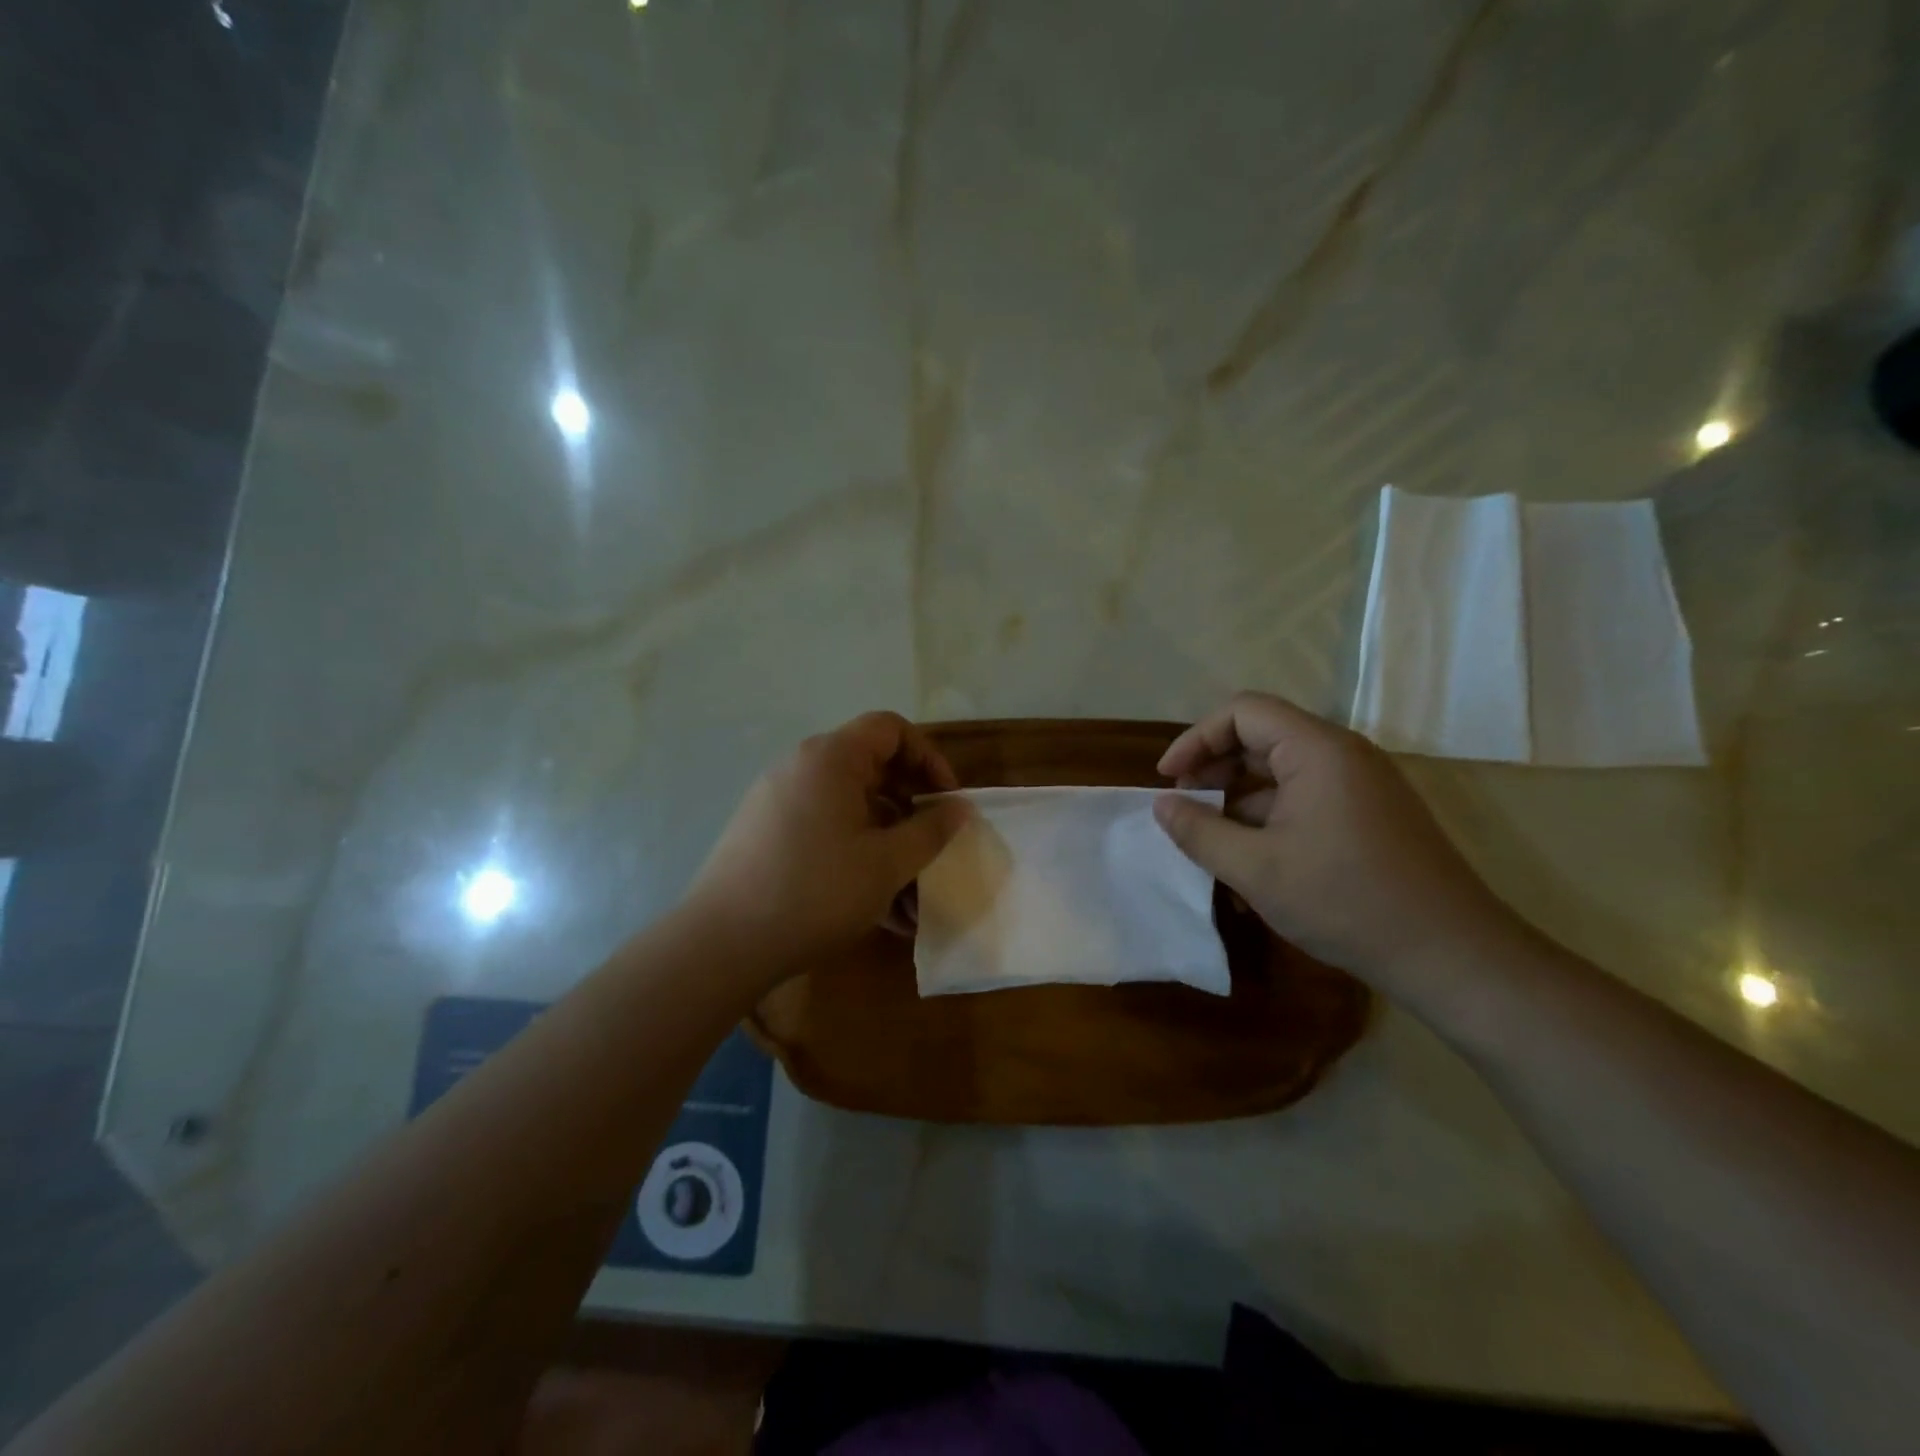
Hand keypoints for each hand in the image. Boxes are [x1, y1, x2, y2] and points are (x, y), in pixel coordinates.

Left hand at [689, 712, 969, 970]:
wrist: (721, 944)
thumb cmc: (816, 892)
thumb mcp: (887, 864)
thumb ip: (930, 830)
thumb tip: (960, 808)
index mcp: (831, 758)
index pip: (891, 728)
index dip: (929, 757)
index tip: (947, 801)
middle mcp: (800, 767)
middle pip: (870, 767)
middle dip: (910, 807)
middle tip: (932, 845)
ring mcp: (777, 800)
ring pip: (849, 808)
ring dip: (886, 842)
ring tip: (910, 897)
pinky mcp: (764, 833)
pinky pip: (823, 830)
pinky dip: (855, 854)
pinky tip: (875, 907)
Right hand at [1154, 692, 1520, 990]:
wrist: (1452, 955)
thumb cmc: (1345, 901)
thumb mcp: (1255, 869)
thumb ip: (1198, 832)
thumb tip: (1162, 805)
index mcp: (1317, 750)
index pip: (1243, 712)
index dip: (1196, 739)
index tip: (1167, 779)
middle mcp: (1342, 755)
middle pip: (1262, 738)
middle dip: (1213, 769)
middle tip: (1182, 806)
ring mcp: (1360, 786)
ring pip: (1281, 774)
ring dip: (1238, 801)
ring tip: (1209, 844)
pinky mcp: (1370, 816)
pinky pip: (1305, 801)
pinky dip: (1268, 821)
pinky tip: (1249, 867)